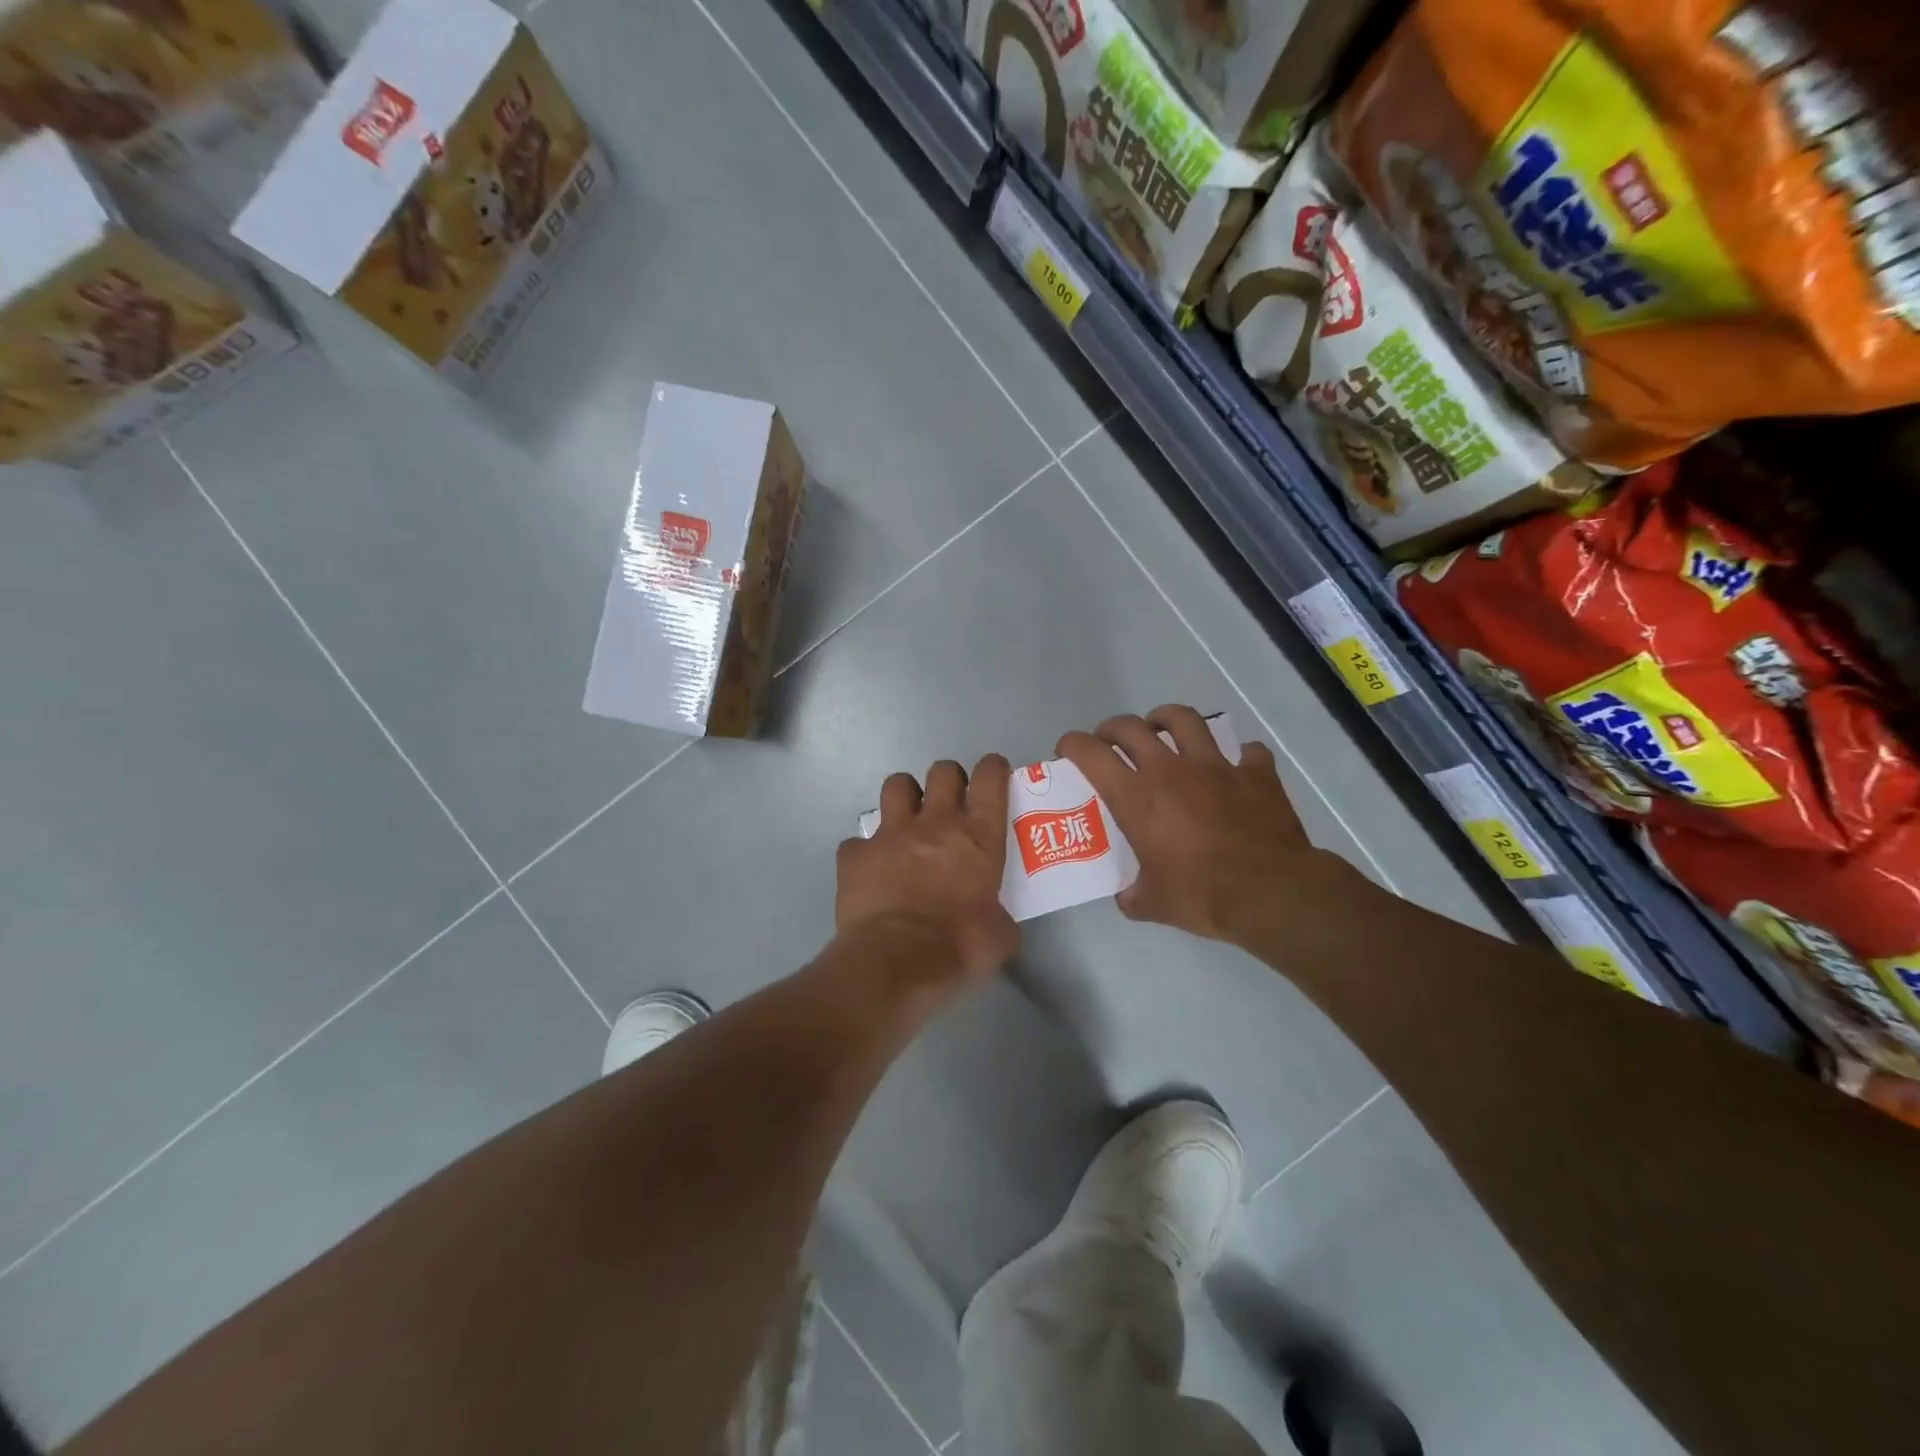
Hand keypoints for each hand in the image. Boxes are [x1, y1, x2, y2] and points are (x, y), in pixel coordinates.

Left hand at [836, 754, 1018, 990]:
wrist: (896, 960)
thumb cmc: (958, 946)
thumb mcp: (999, 936)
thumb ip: (999, 917)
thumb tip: (995, 922)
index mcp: (977, 837)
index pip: (989, 779)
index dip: (993, 769)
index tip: (993, 774)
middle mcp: (934, 823)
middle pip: (942, 771)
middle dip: (949, 778)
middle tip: (951, 801)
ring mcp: (890, 834)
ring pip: (897, 785)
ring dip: (905, 797)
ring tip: (908, 820)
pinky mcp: (855, 854)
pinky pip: (858, 842)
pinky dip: (865, 852)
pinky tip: (870, 871)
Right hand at [1058, 705, 1331, 943]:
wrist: (1271, 892)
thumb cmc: (1202, 896)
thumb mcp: (1153, 904)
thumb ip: (1134, 895)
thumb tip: (1129, 896)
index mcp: (1137, 798)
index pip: (1092, 754)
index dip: (1073, 744)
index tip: (1067, 748)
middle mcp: (1170, 771)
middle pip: (1131, 728)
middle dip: (1113, 728)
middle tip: (1110, 741)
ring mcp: (1216, 766)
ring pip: (1185, 720)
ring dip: (1166, 718)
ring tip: (1163, 727)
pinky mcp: (1255, 773)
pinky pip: (1247, 751)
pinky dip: (1240, 755)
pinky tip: (1237, 766)